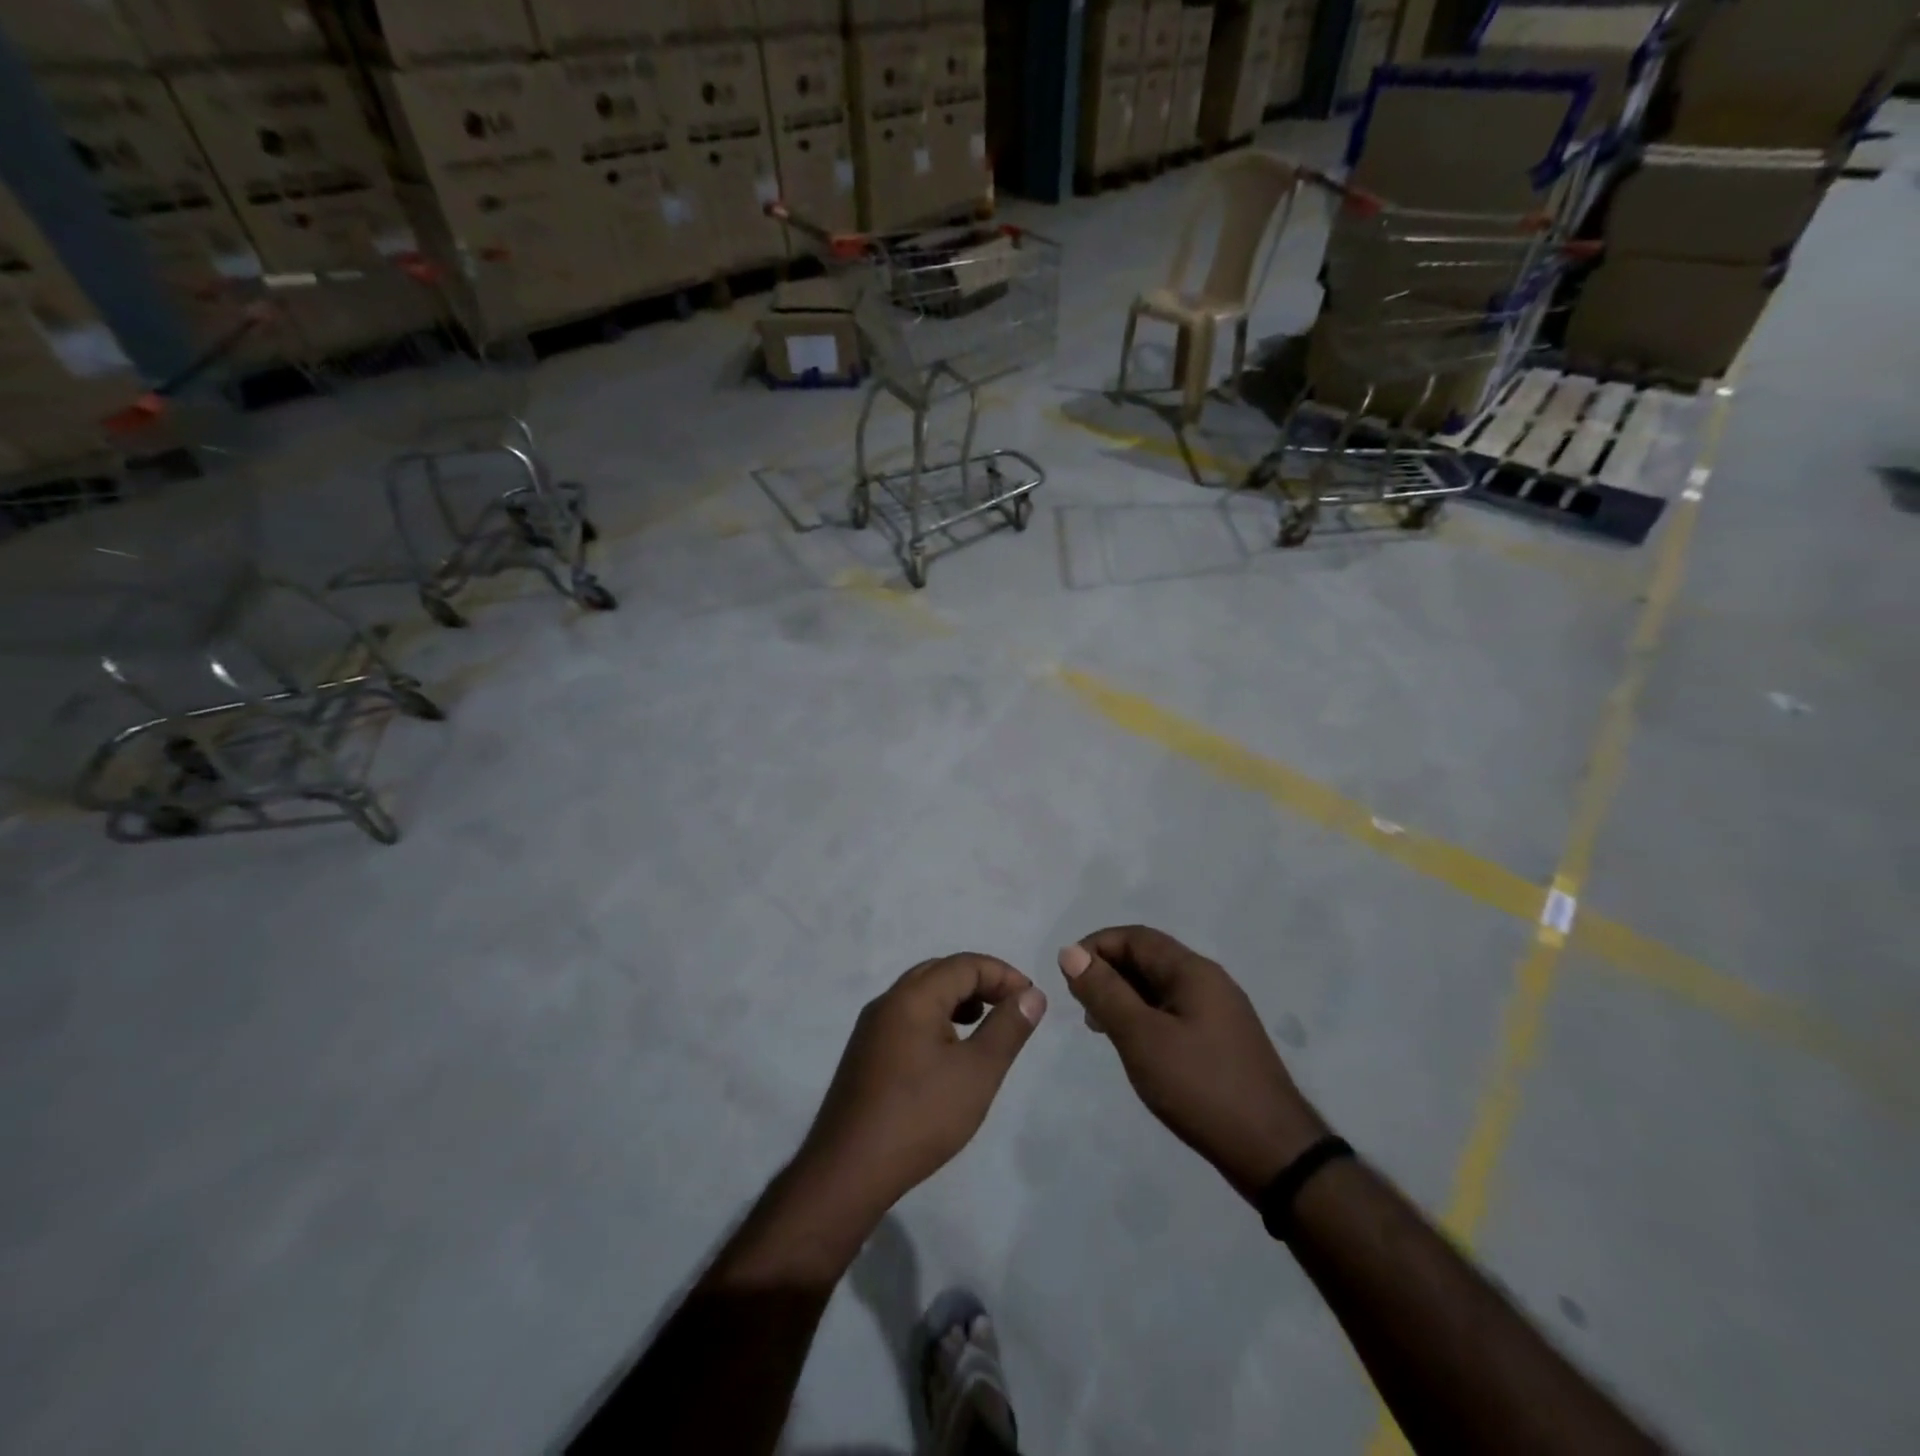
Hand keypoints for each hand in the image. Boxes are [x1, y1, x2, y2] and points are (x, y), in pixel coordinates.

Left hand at [795, 954, 1046, 1223]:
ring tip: (984, 1025)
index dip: (1002, 974)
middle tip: (1011, 1008)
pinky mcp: (865, 1053)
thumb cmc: (920, 1116)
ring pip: (921, 994)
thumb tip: (1032, 994)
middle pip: (940, 972)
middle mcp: (888, 1001)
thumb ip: (1008, 1028)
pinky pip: (907, 1017)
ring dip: (957, 999)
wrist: (849, 1170)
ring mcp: (871, 1028)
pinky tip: (949, 1051)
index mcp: (913, 997)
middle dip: (980, 982)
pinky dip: (936, 1018)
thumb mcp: (977, 1072)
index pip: (964, 965)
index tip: (1030, 999)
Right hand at [1059, 927, 1327, 1201]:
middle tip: (1081, 1007)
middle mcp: (1209, 981)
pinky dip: (1145, 1018)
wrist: (1274, 1153)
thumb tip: (1070, 952)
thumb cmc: (1201, 1087)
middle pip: (1149, 958)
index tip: (1068, 976)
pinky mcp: (1222, 1041)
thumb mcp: (1142, 1037)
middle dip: (1109, 972)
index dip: (1096, 947)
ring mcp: (1220, 1012)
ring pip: (1160, 987)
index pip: (1135, 937)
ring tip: (1100, 1029)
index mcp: (1193, 971)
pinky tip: (1135, 1047)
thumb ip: (1105, 992)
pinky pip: (1174, 1012)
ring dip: (1125, 997)